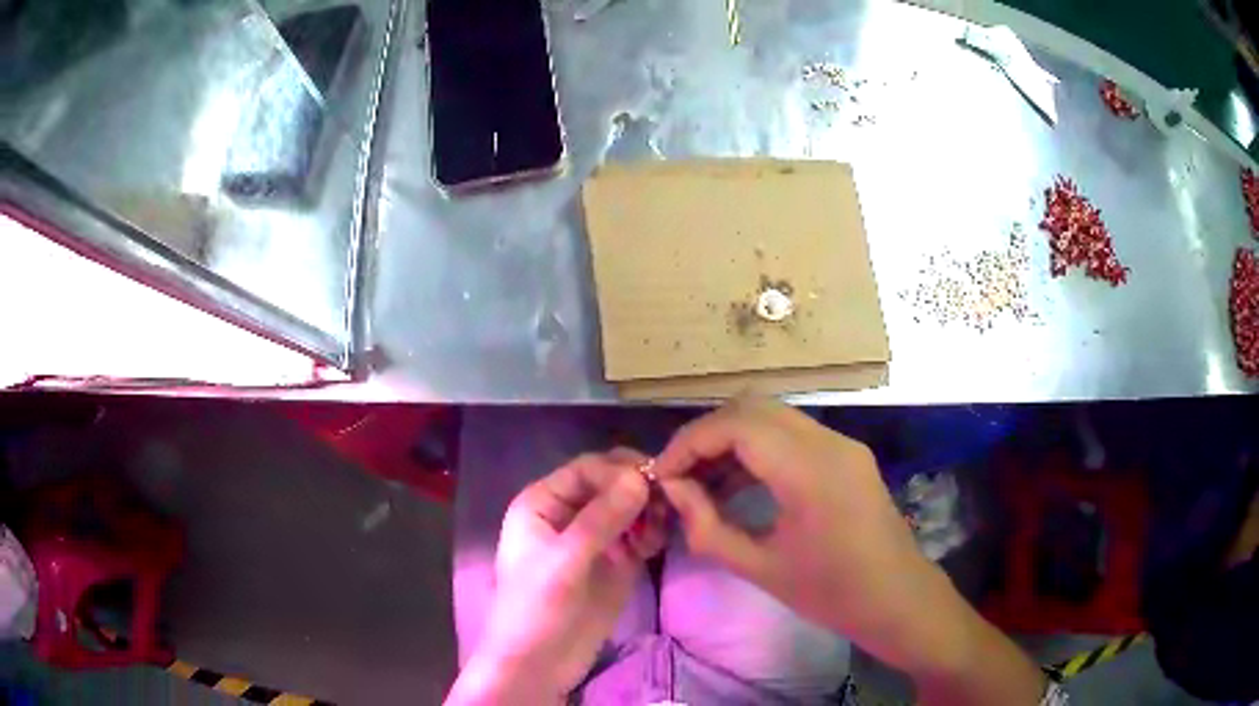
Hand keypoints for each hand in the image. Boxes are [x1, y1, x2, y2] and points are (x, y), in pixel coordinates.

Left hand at [447, 449, 665, 704]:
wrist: (539, 663)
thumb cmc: (536, 608)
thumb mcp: (564, 561)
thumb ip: (601, 519)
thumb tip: (640, 478)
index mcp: (543, 503)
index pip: (586, 470)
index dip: (619, 470)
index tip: (656, 480)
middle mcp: (569, 514)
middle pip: (611, 485)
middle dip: (638, 489)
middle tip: (667, 501)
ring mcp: (594, 540)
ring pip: (629, 508)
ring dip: (647, 511)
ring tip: (656, 531)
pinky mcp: (615, 563)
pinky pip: (638, 535)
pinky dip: (651, 533)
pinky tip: (655, 544)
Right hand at [652, 398, 954, 673]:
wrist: (898, 599)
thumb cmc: (832, 594)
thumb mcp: (761, 569)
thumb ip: (708, 527)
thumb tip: (672, 490)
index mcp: (810, 470)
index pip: (736, 425)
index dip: (689, 442)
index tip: (661, 474)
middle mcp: (829, 442)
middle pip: (753, 408)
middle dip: (707, 435)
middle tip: (679, 475)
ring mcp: (842, 444)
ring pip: (772, 417)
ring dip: (731, 439)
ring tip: (702, 483)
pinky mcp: (847, 454)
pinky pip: (792, 435)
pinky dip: (757, 449)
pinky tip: (738, 483)